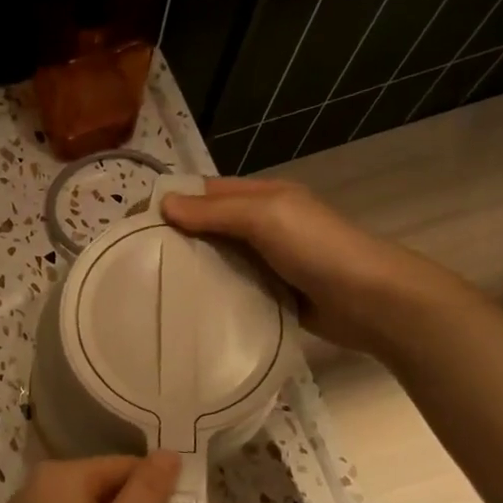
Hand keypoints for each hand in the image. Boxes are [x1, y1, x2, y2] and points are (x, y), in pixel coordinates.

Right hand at [161, 176, 452, 353]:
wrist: (370, 301)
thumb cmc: (318, 248)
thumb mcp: (266, 216)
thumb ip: (216, 212)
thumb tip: (164, 203)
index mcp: (262, 198)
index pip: (206, 193)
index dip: (171, 202)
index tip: (132, 224)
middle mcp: (262, 226)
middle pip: (208, 228)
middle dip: (175, 239)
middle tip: (134, 262)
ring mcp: (267, 263)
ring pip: (217, 261)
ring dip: (191, 271)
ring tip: (150, 288)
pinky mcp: (270, 295)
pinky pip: (231, 290)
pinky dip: (211, 296)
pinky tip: (186, 310)